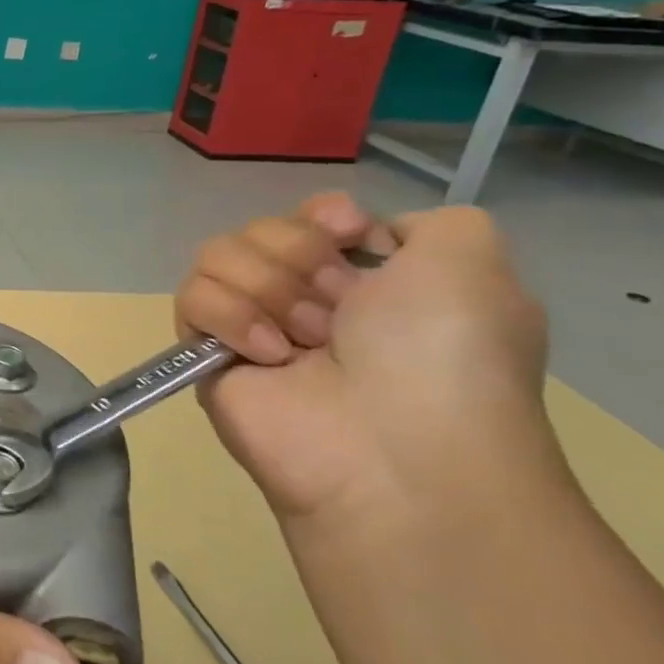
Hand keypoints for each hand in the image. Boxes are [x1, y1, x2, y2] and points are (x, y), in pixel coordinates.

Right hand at [176, 195, 555, 522]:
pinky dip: (230, 317)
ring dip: (267, 288)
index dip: (321, 216)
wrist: (393, 447)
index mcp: (370, 279)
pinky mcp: (208, 353)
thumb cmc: (441, 353)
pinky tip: (269, 355)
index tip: (347, 233)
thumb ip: (432, 221)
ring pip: (217, 255)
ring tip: (304, 339)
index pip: (311, 217)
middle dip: (299, 255)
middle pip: (262, 229)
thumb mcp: (472, 262)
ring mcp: (253, 325)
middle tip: (337, 307)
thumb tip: (363, 239)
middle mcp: (309, 299)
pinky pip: (191, 298)